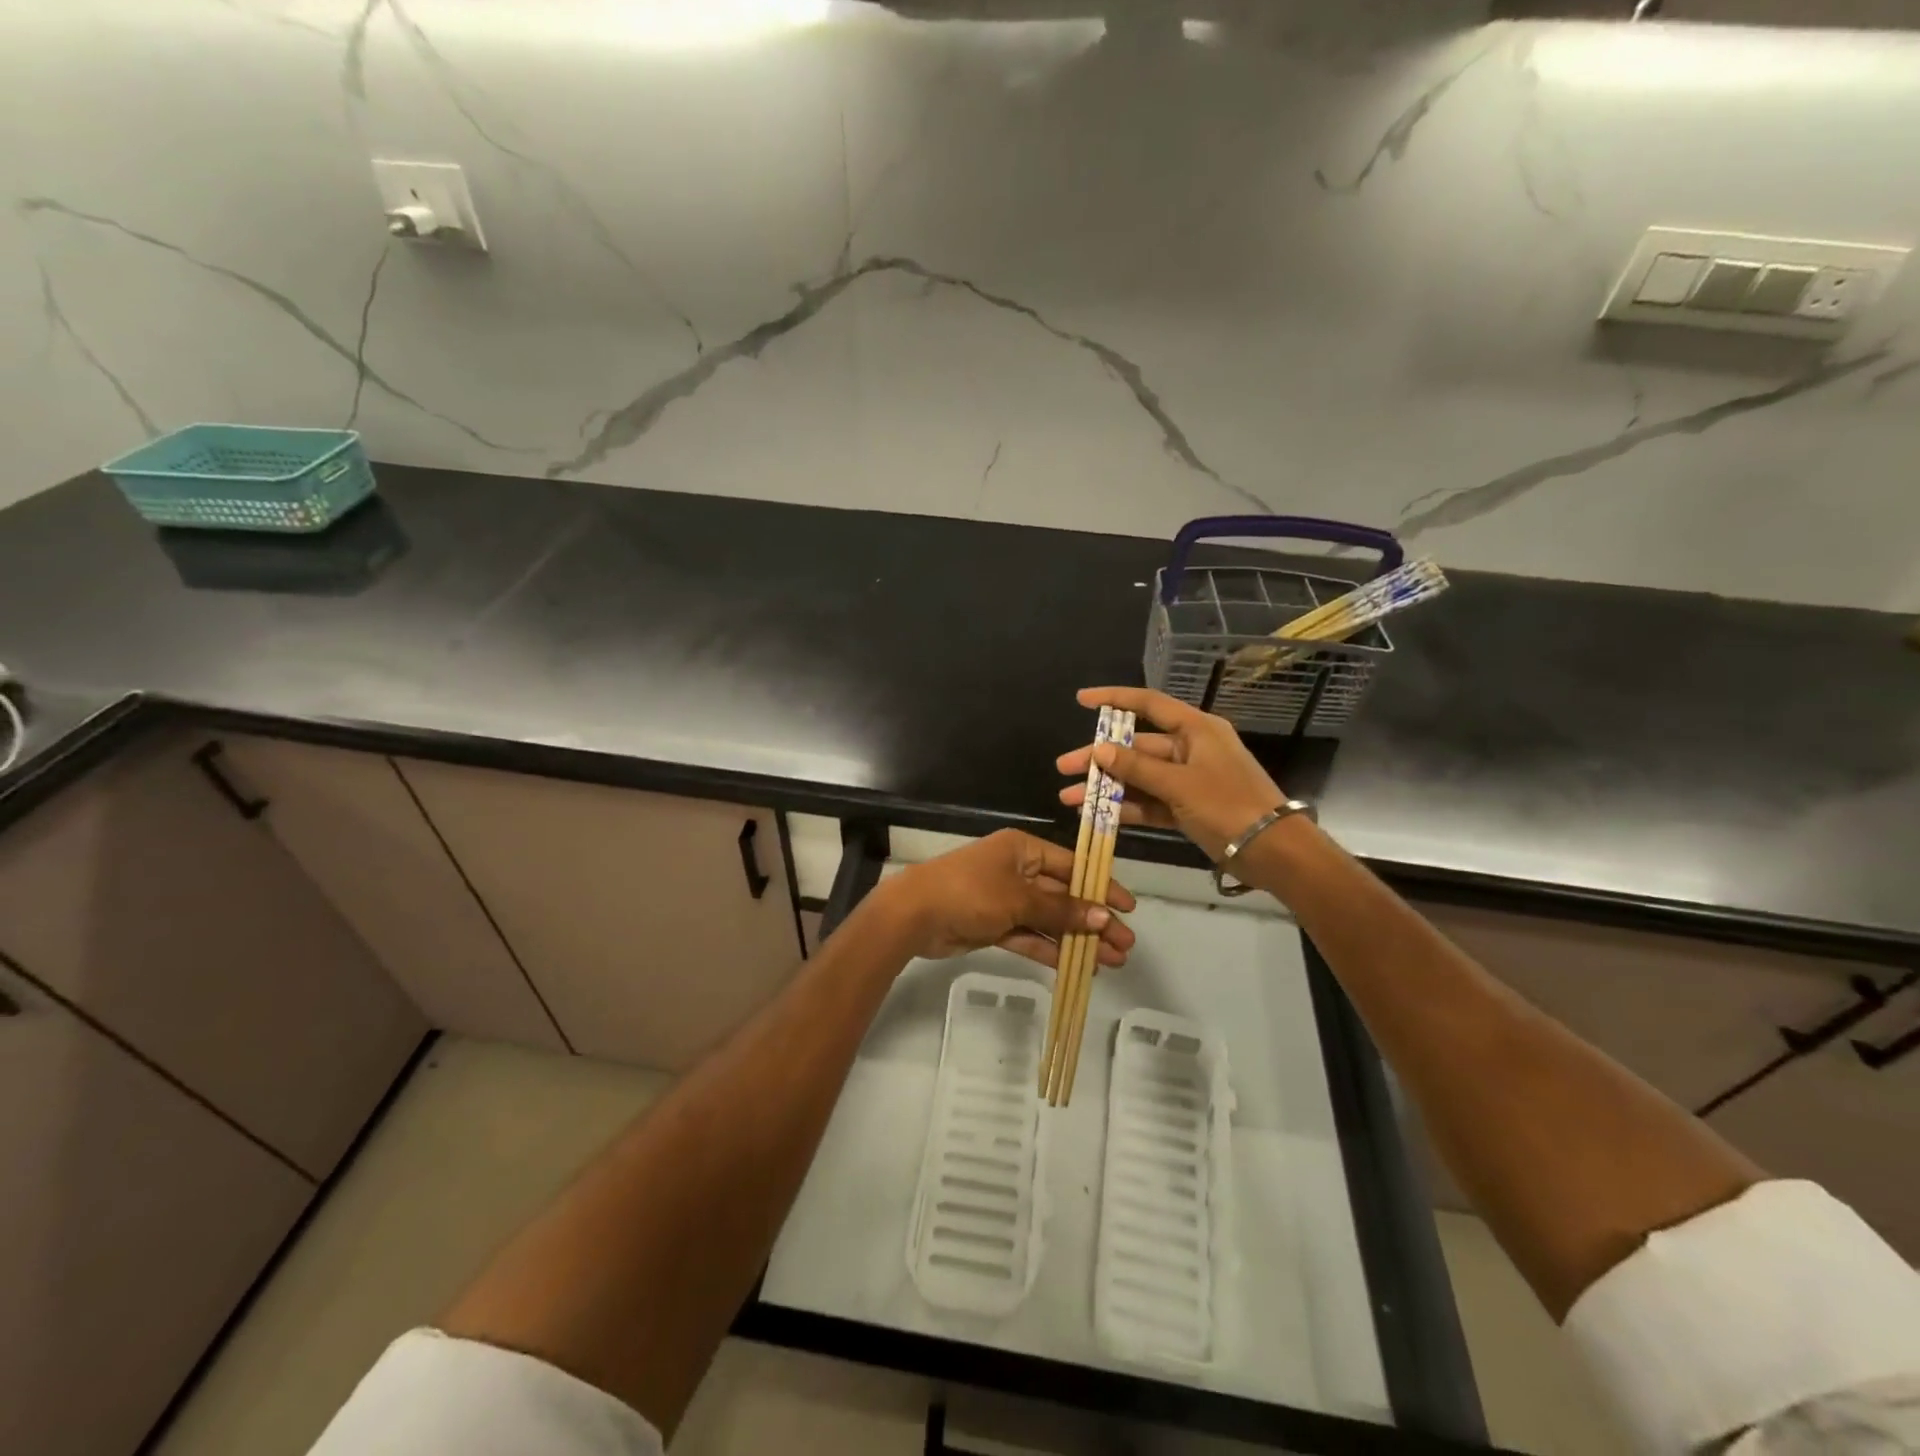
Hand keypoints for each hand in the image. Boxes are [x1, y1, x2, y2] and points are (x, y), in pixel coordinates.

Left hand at [873, 829, 1136, 968]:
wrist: (914, 915)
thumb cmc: (969, 892)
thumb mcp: (1018, 898)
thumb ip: (1060, 910)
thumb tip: (1103, 917)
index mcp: (1023, 850)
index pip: (1072, 866)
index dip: (1101, 886)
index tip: (1128, 909)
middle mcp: (1017, 871)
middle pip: (1063, 896)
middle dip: (1094, 920)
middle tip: (1126, 946)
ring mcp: (1005, 900)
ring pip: (1049, 920)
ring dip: (1077, 940)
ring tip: (1111, 962)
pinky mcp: (994, 927)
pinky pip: (1030, 937)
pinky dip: (1051, 950)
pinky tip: (1077, 968)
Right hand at [1056, 686, 1285, 859]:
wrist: (1274, 851)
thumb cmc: (1229, 805)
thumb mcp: (1180, 784)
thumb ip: (1137, 767)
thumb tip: (1099, 749)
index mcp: (1196, 730)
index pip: (1148, 705)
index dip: (1113, 699)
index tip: (1081, 699)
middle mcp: (1191, 749)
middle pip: (1136, 747)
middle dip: (1099, 758)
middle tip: (1064, 768)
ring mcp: (1189, 779)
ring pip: (1139, 777)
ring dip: (1108, 787)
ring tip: (1070, 798)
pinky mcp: (1188, 806)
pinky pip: (1151, 801)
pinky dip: (1127, 807)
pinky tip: (1097, 815)